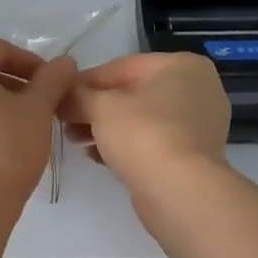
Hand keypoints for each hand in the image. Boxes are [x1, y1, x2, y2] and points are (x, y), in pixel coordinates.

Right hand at [60, 52, 231, 189]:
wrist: (180, 192)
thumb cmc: (143, 134)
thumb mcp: (101, 107)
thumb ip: (78, 95)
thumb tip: (60, 95)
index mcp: (182, 65)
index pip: (122, 67)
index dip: (85, 81)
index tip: (59, 96)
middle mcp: (198, 90)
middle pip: (132, 93)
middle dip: (95, 107)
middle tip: (64, 120)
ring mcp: (199, 125)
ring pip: (141, 119)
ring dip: (105, 127)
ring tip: (74, 139)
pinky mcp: (192, 156)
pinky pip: (152, 141)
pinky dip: (125, 145)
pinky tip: (95, 155)